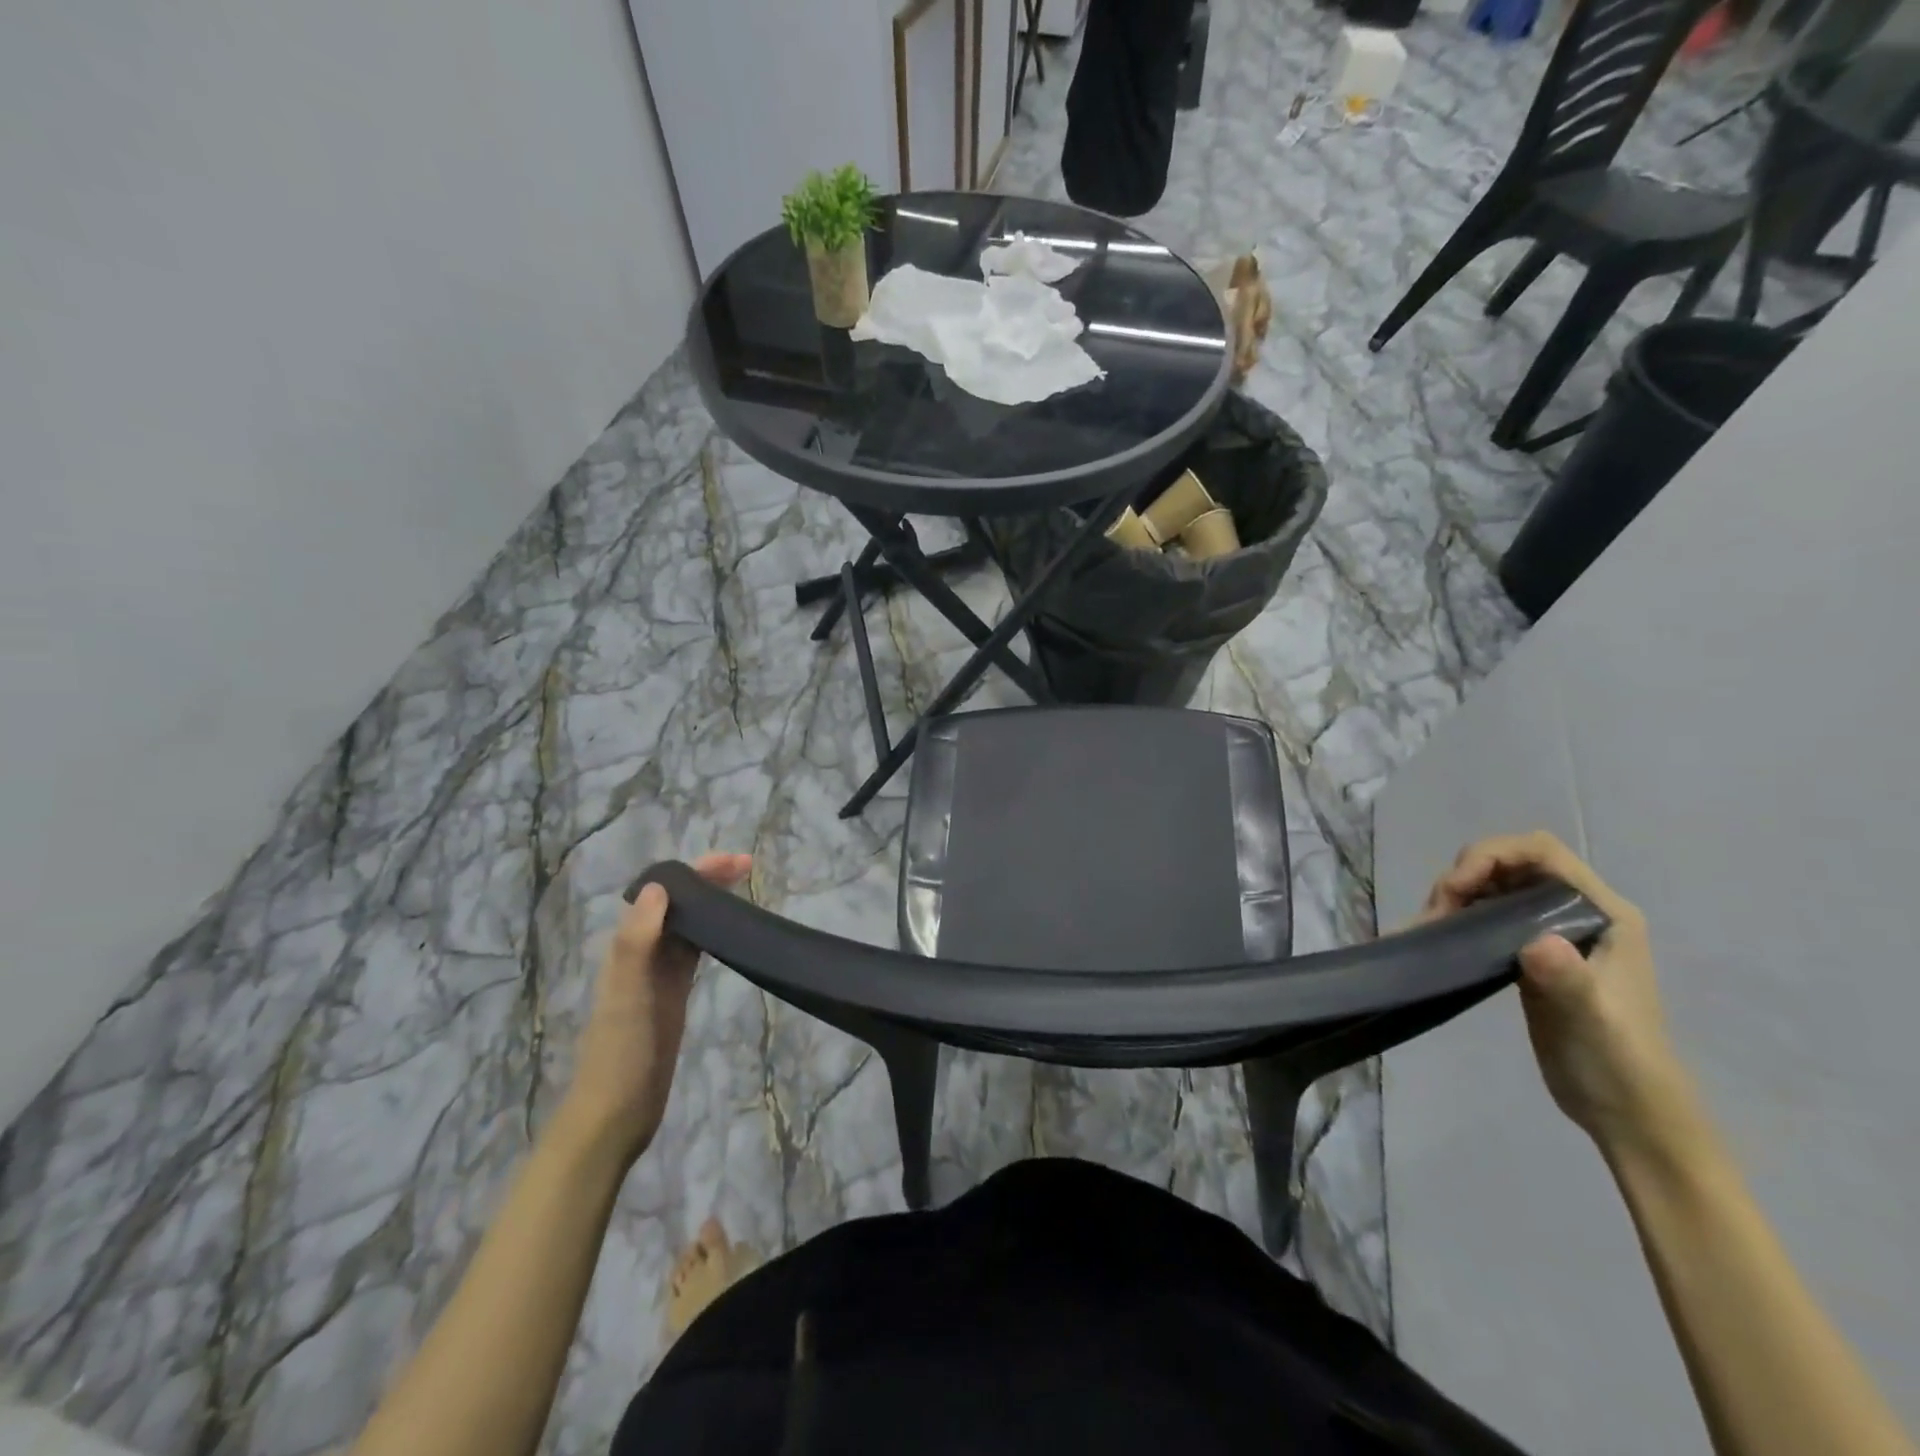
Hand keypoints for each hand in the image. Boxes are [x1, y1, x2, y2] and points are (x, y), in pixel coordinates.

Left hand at [560, 853, 751, 1163]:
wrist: (617, 1112)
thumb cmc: (620, 1052)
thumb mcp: (627, 995)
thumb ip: (637, 941)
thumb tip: (659, 886)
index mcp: (628, 946)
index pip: (661, 892)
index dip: (694, 871)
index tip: (731, 862)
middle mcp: (642, 952)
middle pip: (677, 902)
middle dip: (707, 879)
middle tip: (748, 866)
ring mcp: (659, 974)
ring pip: (688, 923)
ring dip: (711, 901)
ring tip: (744, 887)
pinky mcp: (674, 994)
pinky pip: (694, 951)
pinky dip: (712, 933)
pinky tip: (731, 930)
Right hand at [1421, 832, 1697, 1162]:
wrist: (1628, 1114)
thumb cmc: (1617, 1064)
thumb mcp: (1591, 1022)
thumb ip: (1568, 980)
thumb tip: (1536, 942)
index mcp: (1605, 913)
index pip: (1541, 852)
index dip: (1491, 855)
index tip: (1454, 889)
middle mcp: (1580, 911)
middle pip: (1509, 863)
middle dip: (1465, 877)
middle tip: (1436, 917)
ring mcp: (1553, 931)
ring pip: (1493, 886)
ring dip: (1456, 896)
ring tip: (1431, 930)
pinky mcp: (1531, 953)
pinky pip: (1488, 914)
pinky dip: (1458, 917)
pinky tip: (1439, 939)